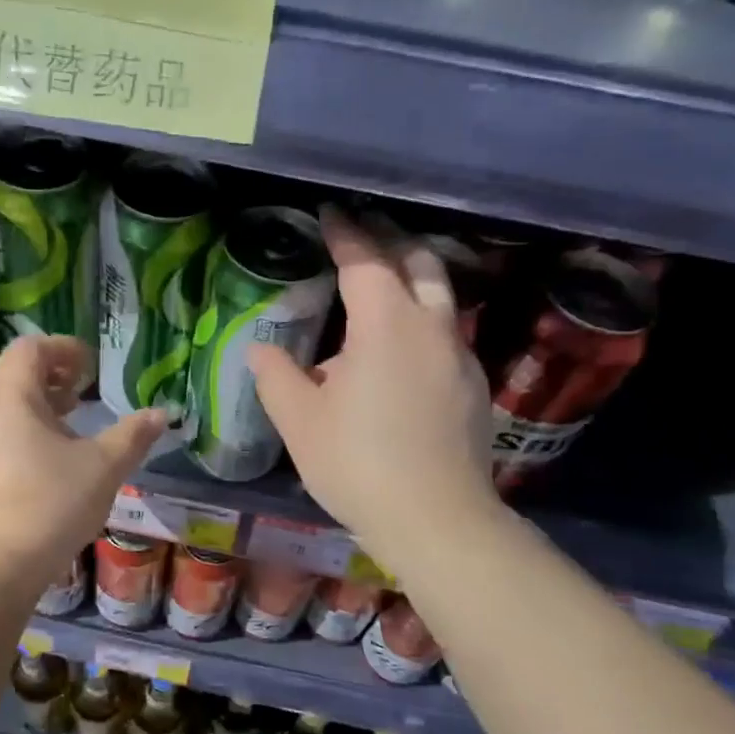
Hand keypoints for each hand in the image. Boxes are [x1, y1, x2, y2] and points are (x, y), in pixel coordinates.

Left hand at [0, 336, 165, 591]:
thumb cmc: (51, 503)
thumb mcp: (104, 466)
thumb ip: (134, 435)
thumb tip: (162, 414)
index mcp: (11, 393)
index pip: (32, 347)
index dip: (65, 349)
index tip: (93, 368)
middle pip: (15, 369)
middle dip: (53, 372)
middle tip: (84, 389)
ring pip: (6, 399)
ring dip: (40, 399)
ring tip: (72, 418)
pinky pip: (0, 424)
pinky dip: (26, 422)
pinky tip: (53, 453)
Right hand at [248, 207, 501, 571]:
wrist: (436, 520)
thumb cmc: (358, 464)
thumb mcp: (300, 421)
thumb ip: (276, 376)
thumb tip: (260, 348)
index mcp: (386, 324)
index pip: (365, 260)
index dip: (345, 232)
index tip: (330, 213)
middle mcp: (432, 327)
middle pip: (420, 262)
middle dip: (390, 242)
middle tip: (361, 238)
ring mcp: (461, 357)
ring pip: (441, 297)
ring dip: (412, 281)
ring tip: (379, 292)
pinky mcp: (474, 388)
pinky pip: (446, 336)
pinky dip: (422, 323)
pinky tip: (399, 355)